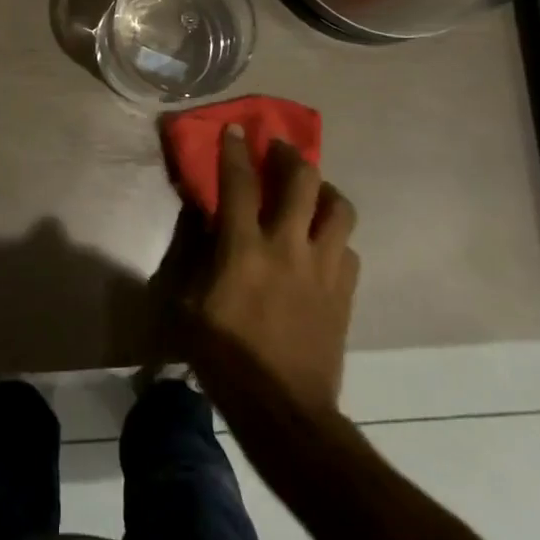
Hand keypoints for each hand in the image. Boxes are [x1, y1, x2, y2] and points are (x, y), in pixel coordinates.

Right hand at [191, 127, 358, 414]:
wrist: (285, 409)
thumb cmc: (225, 357)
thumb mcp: (189, 305)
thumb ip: (196, 256)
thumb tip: (203, 220)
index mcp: (244, 248)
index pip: (238, 183)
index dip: (235, 151)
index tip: (236, 129)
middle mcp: (288, 246)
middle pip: (301, 182)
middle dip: (290, 156)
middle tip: (280, 149)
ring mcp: (324, 268)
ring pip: (339, 209)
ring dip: (324, 191)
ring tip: (311, 191)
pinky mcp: (345, 292)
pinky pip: (350, 249)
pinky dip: (336, 237)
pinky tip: (324, 244)